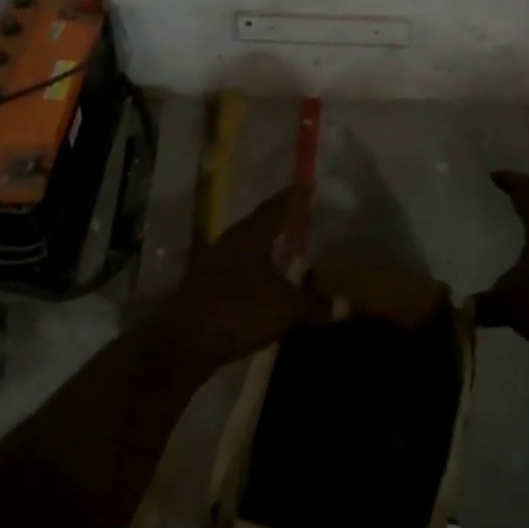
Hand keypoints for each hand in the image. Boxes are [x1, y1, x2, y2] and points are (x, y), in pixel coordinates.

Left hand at [157, 186, 322, 370]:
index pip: (276, 207)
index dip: (292, 198)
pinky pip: (233, 267)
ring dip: (262, 245)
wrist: (184, 341)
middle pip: (257, 223)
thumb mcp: (285, 308)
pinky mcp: (202, 285)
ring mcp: (212, 262)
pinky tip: (259, 278)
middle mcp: (230, 240)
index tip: (304, 186)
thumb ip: (314, 305)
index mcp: (251, 234)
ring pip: (244, 245)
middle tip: (295, 213)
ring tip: (280, 244)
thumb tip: (345, 306)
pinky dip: (250, 267)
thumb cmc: (240, 310)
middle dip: (277, 218)